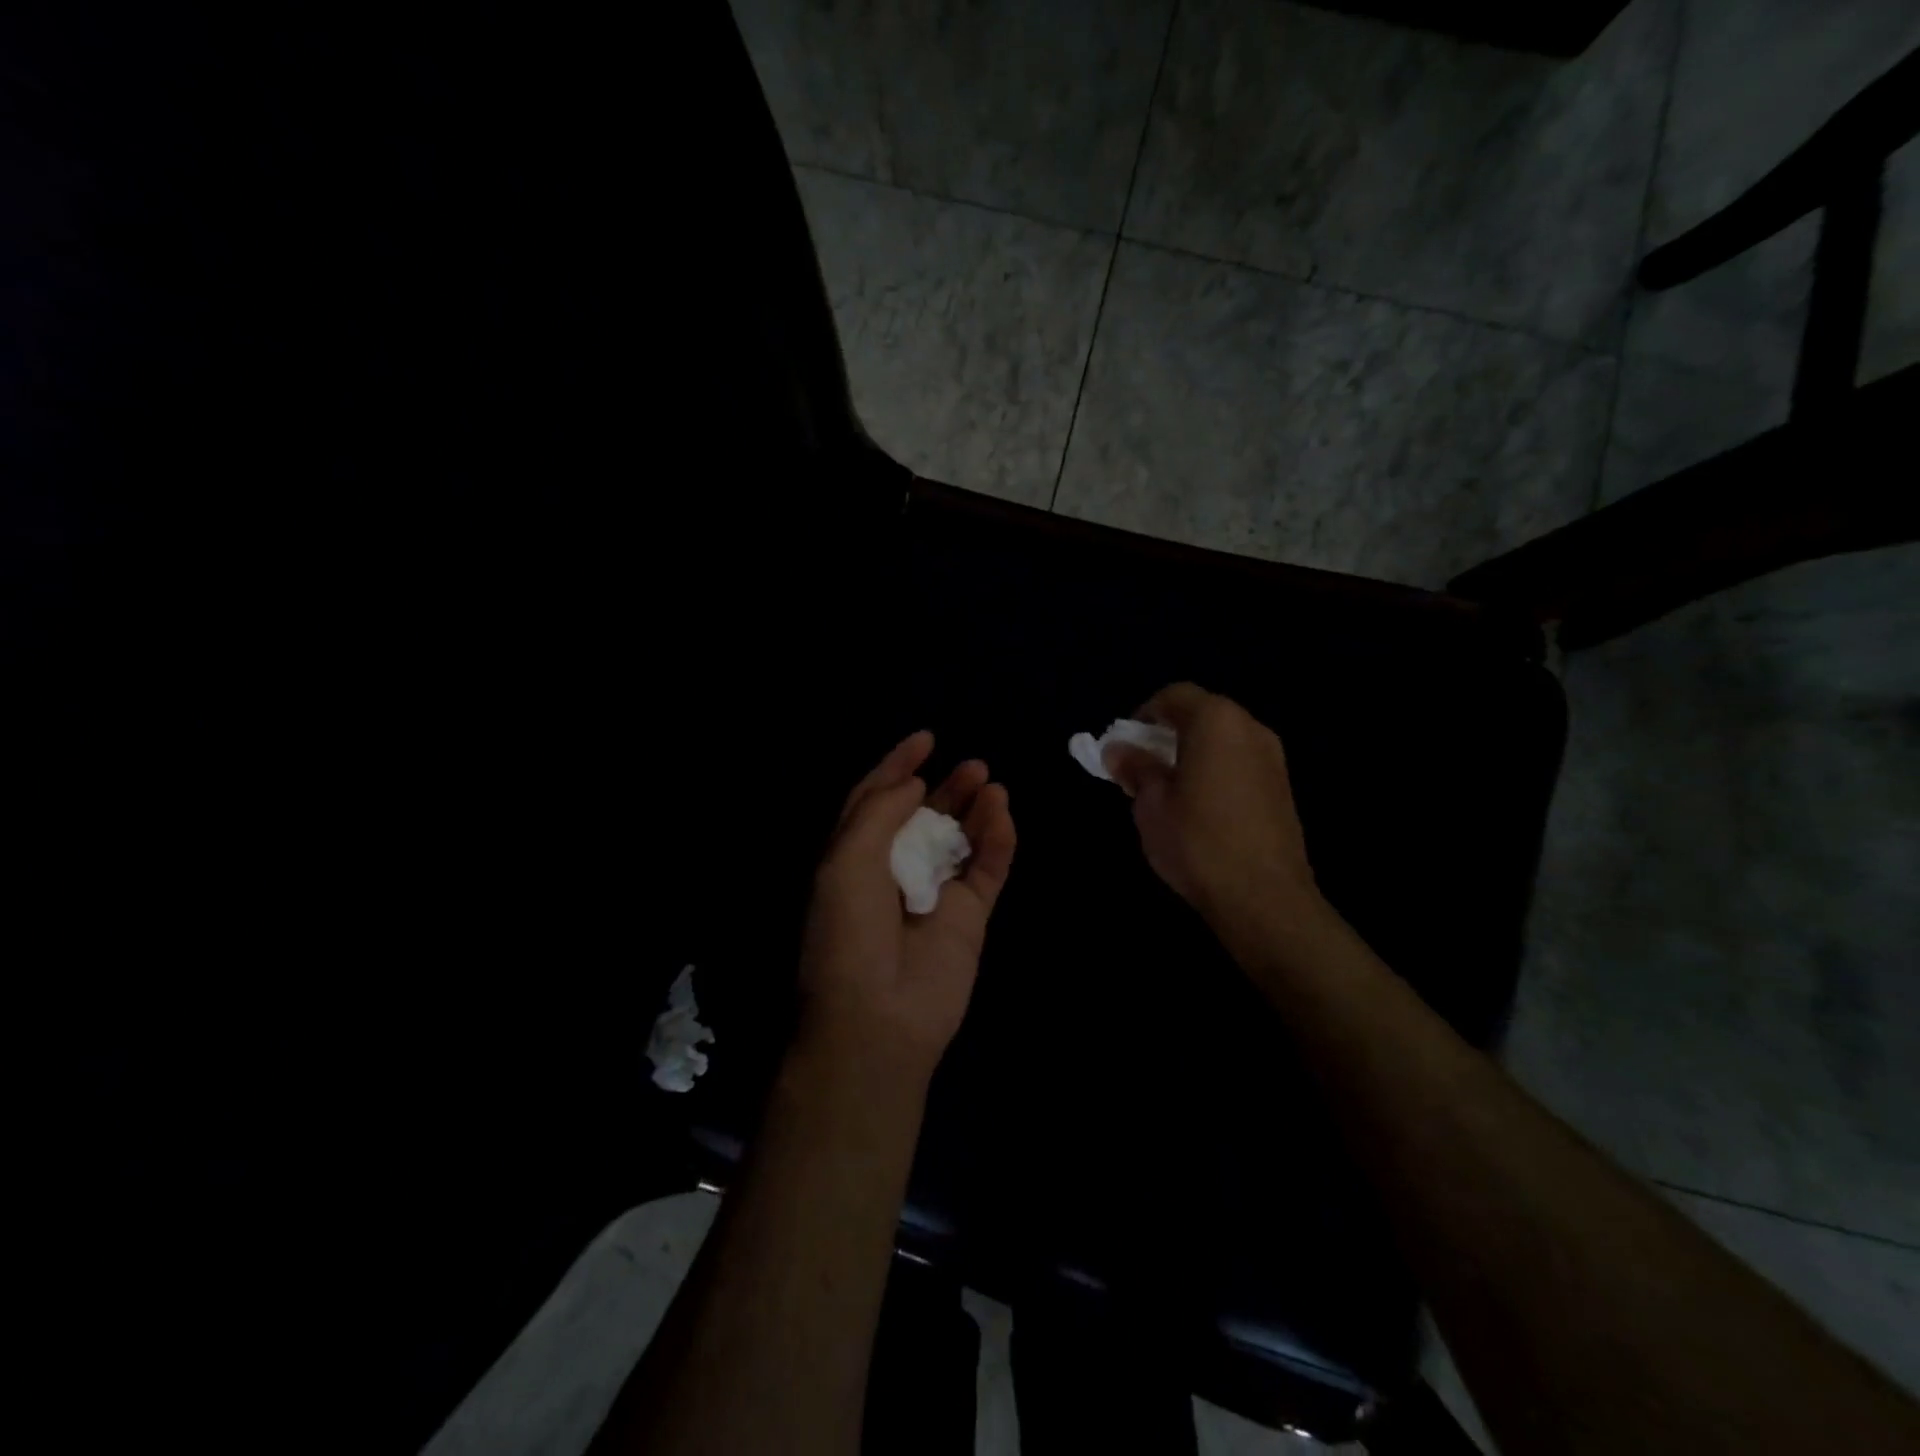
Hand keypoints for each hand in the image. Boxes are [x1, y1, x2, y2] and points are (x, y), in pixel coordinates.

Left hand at [797, 732, 1015, 1084]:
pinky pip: (987, 870)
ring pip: (961, 839)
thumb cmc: (849, 932)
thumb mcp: (847, 860)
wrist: (878, 1016)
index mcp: (854, 857)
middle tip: (973, 764)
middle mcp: (894, 871)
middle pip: (924, 816)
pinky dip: (997, 841)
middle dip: (946, 787)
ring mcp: (934, 894)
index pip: (877, 800)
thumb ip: (880, 813)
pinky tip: (1001, 814)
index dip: (898, 767)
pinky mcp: (969, 918)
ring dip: (975, 808)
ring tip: (991, 782)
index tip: (925, 739)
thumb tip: (913, 783)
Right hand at [1104, 683, 1325, 941]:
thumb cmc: (1197, 841)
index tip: (1126, 747)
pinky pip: (1240, 763)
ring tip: (1169, 791)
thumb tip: (1118, 749)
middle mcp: (1250, 728)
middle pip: (1201, 714)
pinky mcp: (1282, 788)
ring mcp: (1273, 758)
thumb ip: (1135, 767)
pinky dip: (1216, 771)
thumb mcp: (1150, 803)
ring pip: (1222, 740)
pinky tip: (1201, 808)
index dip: (1143, 715)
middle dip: (1167, 734)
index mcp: (1216, 721)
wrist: (1264, 898)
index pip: (1174, 696)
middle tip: (1143, 768)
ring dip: (1192, 753)